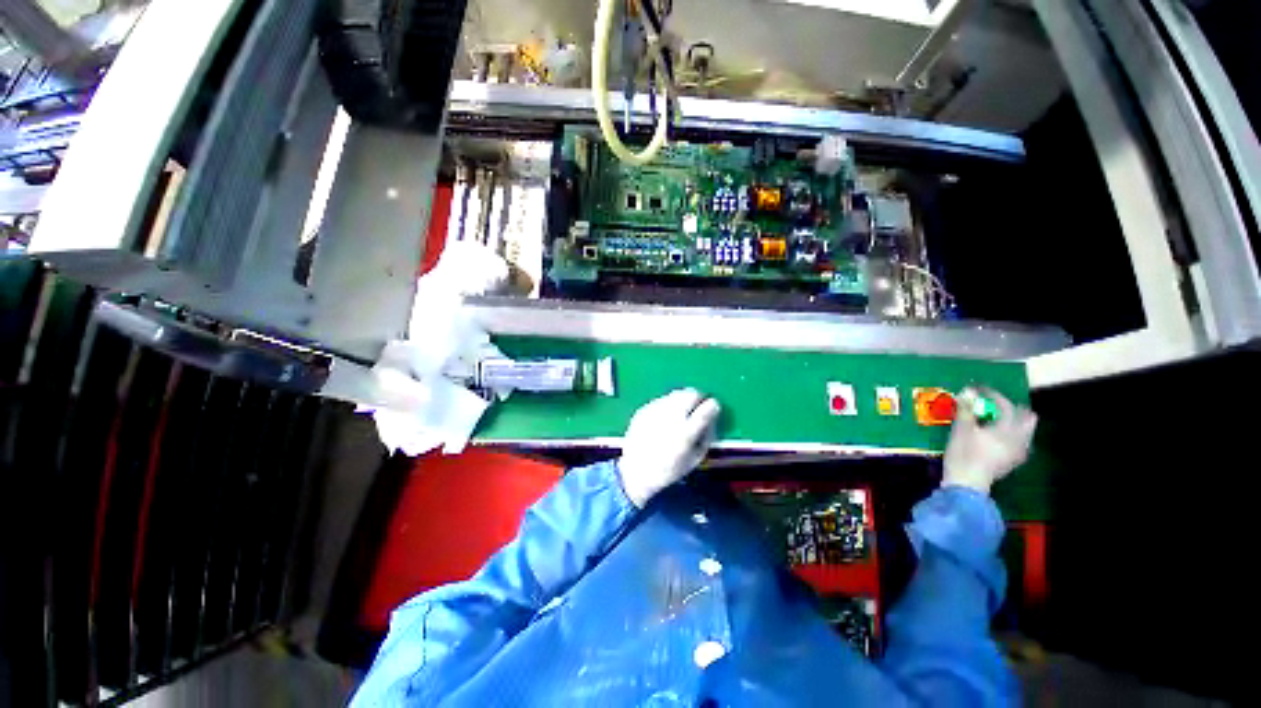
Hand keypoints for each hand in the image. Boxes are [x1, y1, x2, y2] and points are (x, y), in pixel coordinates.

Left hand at [618, 389, 721, 506]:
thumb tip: (712, 417)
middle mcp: (671, 417)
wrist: (635, 471)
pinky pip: (662, 400)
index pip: (707, 407)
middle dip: (698, 398)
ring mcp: (655, 410)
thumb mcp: (695, 459)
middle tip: (697, 408)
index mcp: (686, 432)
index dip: (713, 406)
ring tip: (680, 414)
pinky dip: (668, 405)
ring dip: (682, 400)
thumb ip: (707, 436)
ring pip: (676, 393)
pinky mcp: (644, 409)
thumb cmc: (669, 469)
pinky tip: (663, 419)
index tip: (712, 408)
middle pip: (691, 393)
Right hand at [943, 388, 1037, 493]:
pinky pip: (1021, 442)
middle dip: (1013, 409)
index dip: (994, 395)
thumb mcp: (961, 429)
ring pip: (1026, 431)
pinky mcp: (1013, 461)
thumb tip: (968, 391)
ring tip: (996, 419)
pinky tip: (998, 436)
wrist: (967, 483)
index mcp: (1007, 429)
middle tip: (995, 405)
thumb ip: (966, 410)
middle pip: (1027, 418)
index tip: (980, 390)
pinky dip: (1012, 434)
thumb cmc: (963, 454)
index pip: (1006, 406)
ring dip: (1014, 422)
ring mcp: (1018, 452)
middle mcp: (1019, 439)